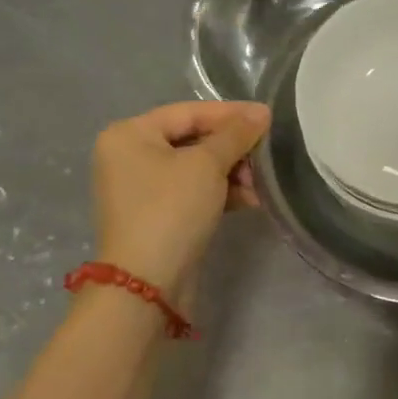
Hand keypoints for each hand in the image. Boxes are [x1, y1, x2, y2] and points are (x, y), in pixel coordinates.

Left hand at [91, 100, 270, 302]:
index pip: (189, 112)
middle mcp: (129, 156)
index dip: (231, 114)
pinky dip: (220, 191)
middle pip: (193, 139)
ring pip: (197, 167)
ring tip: (261, 184)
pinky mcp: (156, 215)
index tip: (268, 118)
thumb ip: (236, 134)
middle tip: (266, 155)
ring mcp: (141, 188)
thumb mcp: (207, 165)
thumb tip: (262, 112)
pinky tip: (250, 199)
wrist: (146, 285)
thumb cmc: (171, 210)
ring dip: (232, 172)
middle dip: (234, 148)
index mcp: (129, 134)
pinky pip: (193, 191)